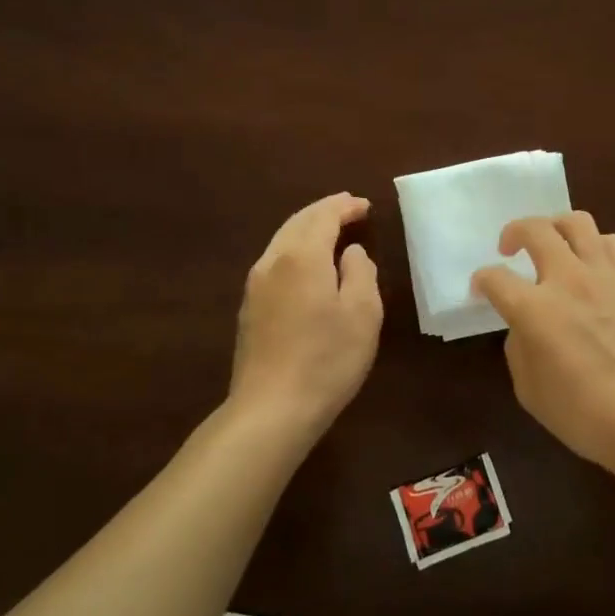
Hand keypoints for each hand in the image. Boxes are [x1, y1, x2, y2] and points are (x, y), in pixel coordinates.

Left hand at [230, 193, 382, 433]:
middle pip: (298, 222)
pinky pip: (275, 261)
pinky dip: (295, 249)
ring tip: (331, 230)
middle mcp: (273, 261)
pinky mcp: (249, 309)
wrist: (270, 410)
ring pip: (282, 240)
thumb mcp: (363, 313)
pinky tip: (307, 264)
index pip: (323, 216)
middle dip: (324, 211)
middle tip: (348, 208)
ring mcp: (255, 286)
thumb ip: (361, 272)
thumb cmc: (327, 359)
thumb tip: (351, 252)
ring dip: (307, 228)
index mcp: (303, 256)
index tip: (365, 205)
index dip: (345, 206)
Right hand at [471, 213, 614, 469]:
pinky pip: (612, 241)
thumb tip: (524, 325)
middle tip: (509, 248)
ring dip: (556, 226)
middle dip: (514, 232)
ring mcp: (604, 275)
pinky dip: (595, 244)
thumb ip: (519, 347)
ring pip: (577, 221)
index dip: (481, 280)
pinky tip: (591, 263)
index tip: (481, 289)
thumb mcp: (529, 390)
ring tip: (552, 243)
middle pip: (534, 229)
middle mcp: (567, 280)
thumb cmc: (584, 414)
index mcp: (534, 310)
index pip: (495, 278)